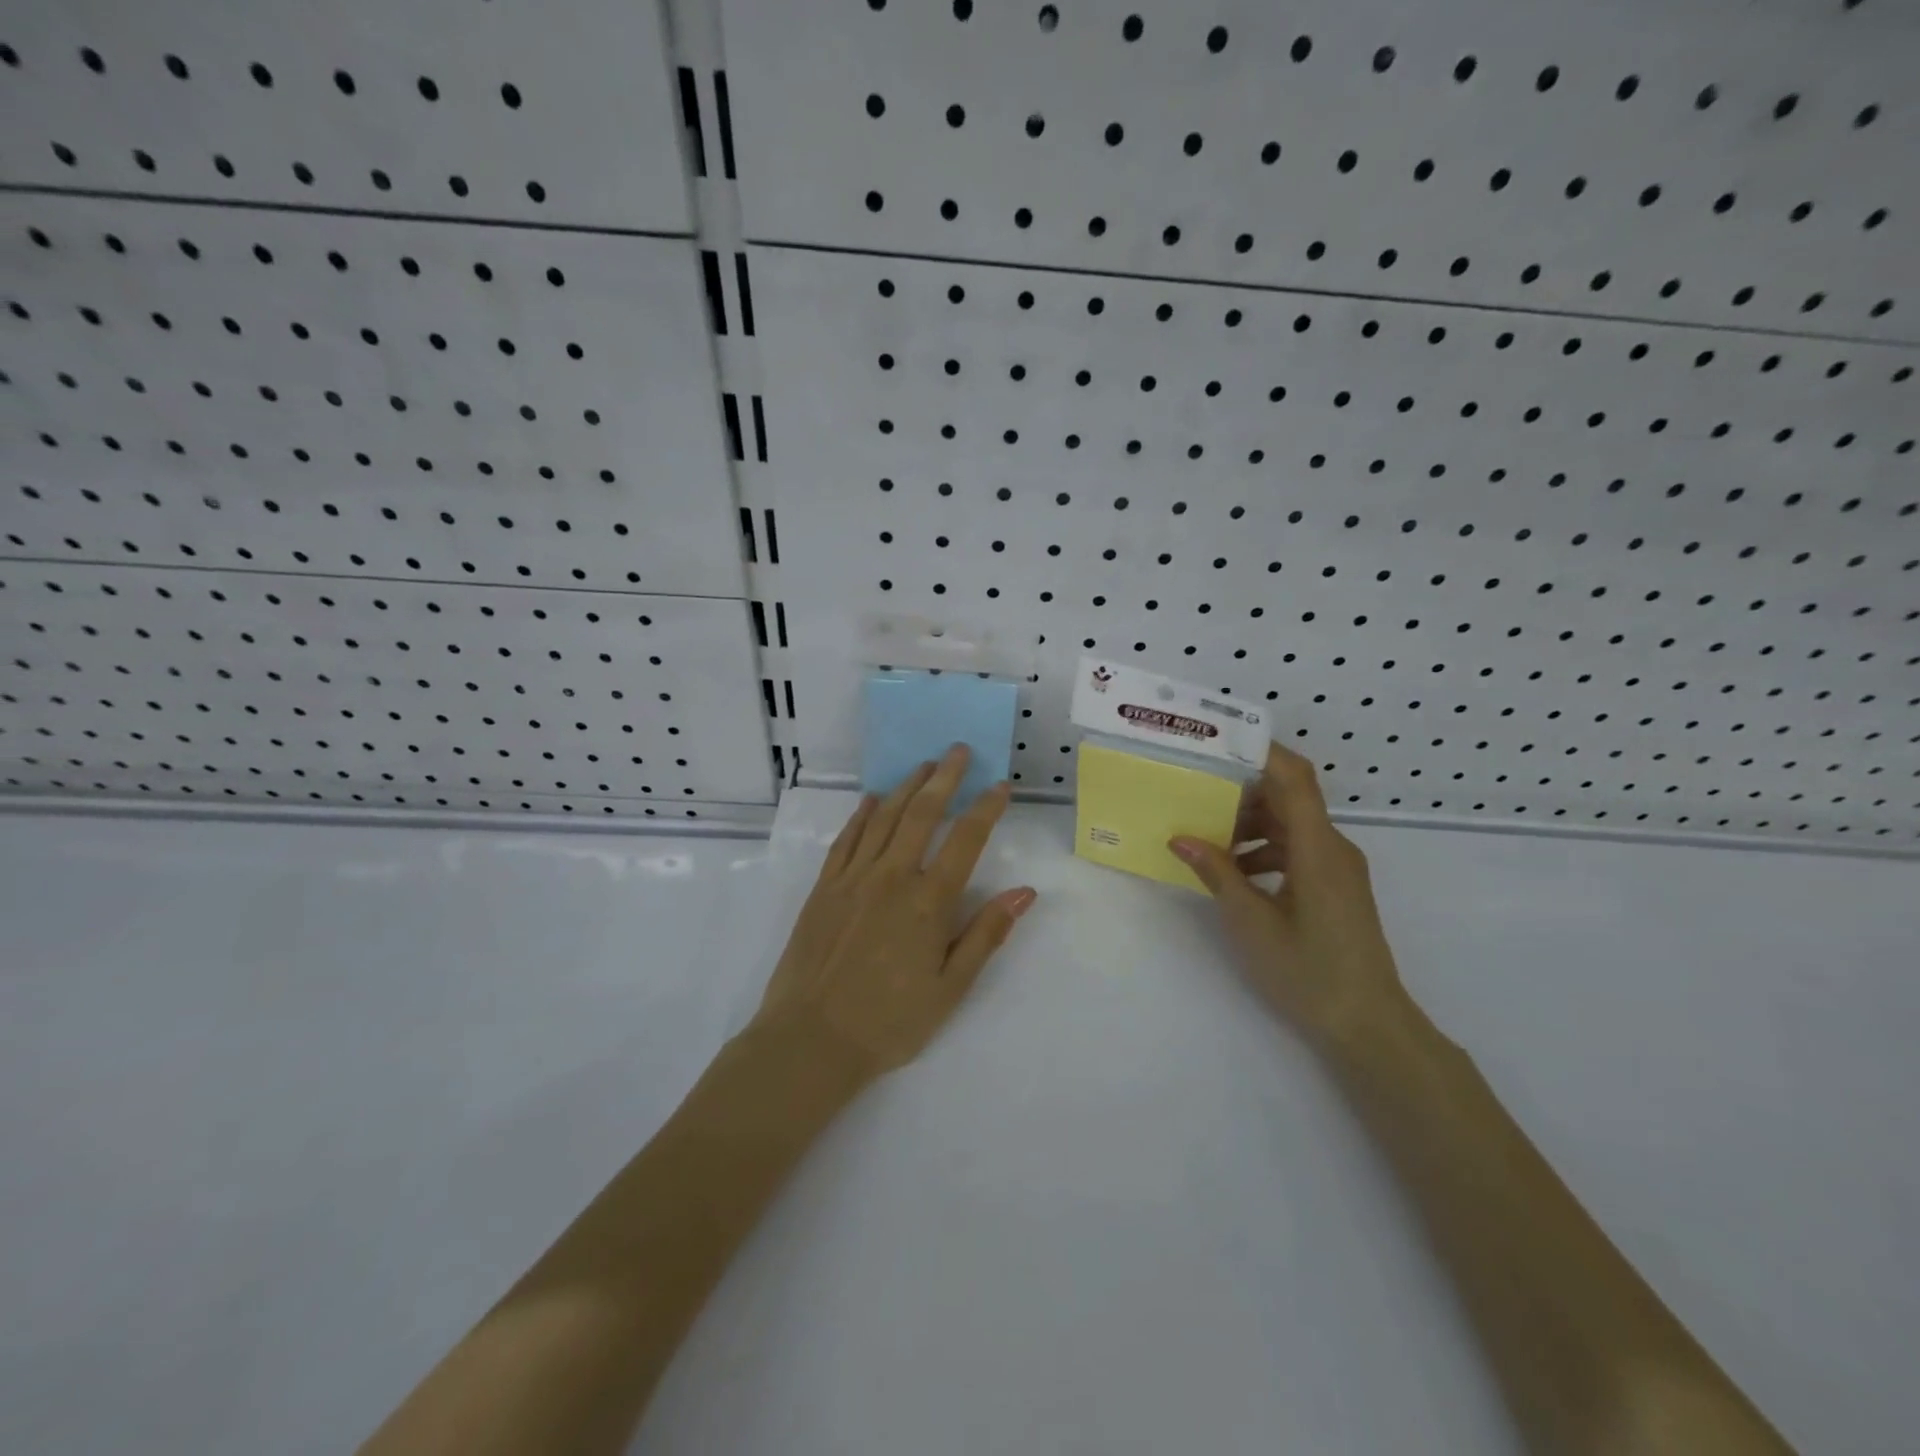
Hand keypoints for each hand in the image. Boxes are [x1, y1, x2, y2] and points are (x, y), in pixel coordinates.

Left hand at [753, 745, 1036, 1082]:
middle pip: (922, 814)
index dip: (986, 808)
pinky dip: (862, 814)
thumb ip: (986, 935)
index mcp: (928, 901)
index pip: (965, 840)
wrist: (810, 1039)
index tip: (1000, 785)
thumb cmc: (889, 1021)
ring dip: (906, 787)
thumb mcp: (950, 988)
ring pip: (884, 818)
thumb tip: (1024, 892)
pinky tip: (873, 800)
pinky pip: (846, 839)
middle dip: (944, 777)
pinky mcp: (824, 888)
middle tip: (957, 749)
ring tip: (923, 765)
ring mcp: (853, 878)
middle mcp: (891, 877)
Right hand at [1171, 742, 1408, 1051]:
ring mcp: (1338, 868)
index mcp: (1318, 847)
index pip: (1294, 777)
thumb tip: (1180, 837)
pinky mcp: (1336, 887)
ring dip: (1250, 824)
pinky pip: (1298, 849)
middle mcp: (1334, 847)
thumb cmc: (1308, 972)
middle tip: (1195, 792)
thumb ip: (1217, 873)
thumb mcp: (1251, 922)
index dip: (1260, 752)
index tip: (1218, 743)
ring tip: (1206, 839)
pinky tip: (1234, 873)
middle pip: (1289, 797)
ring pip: (1291, 825)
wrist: (1369, 1026)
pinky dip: (1265, 849)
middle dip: (1242, 791)